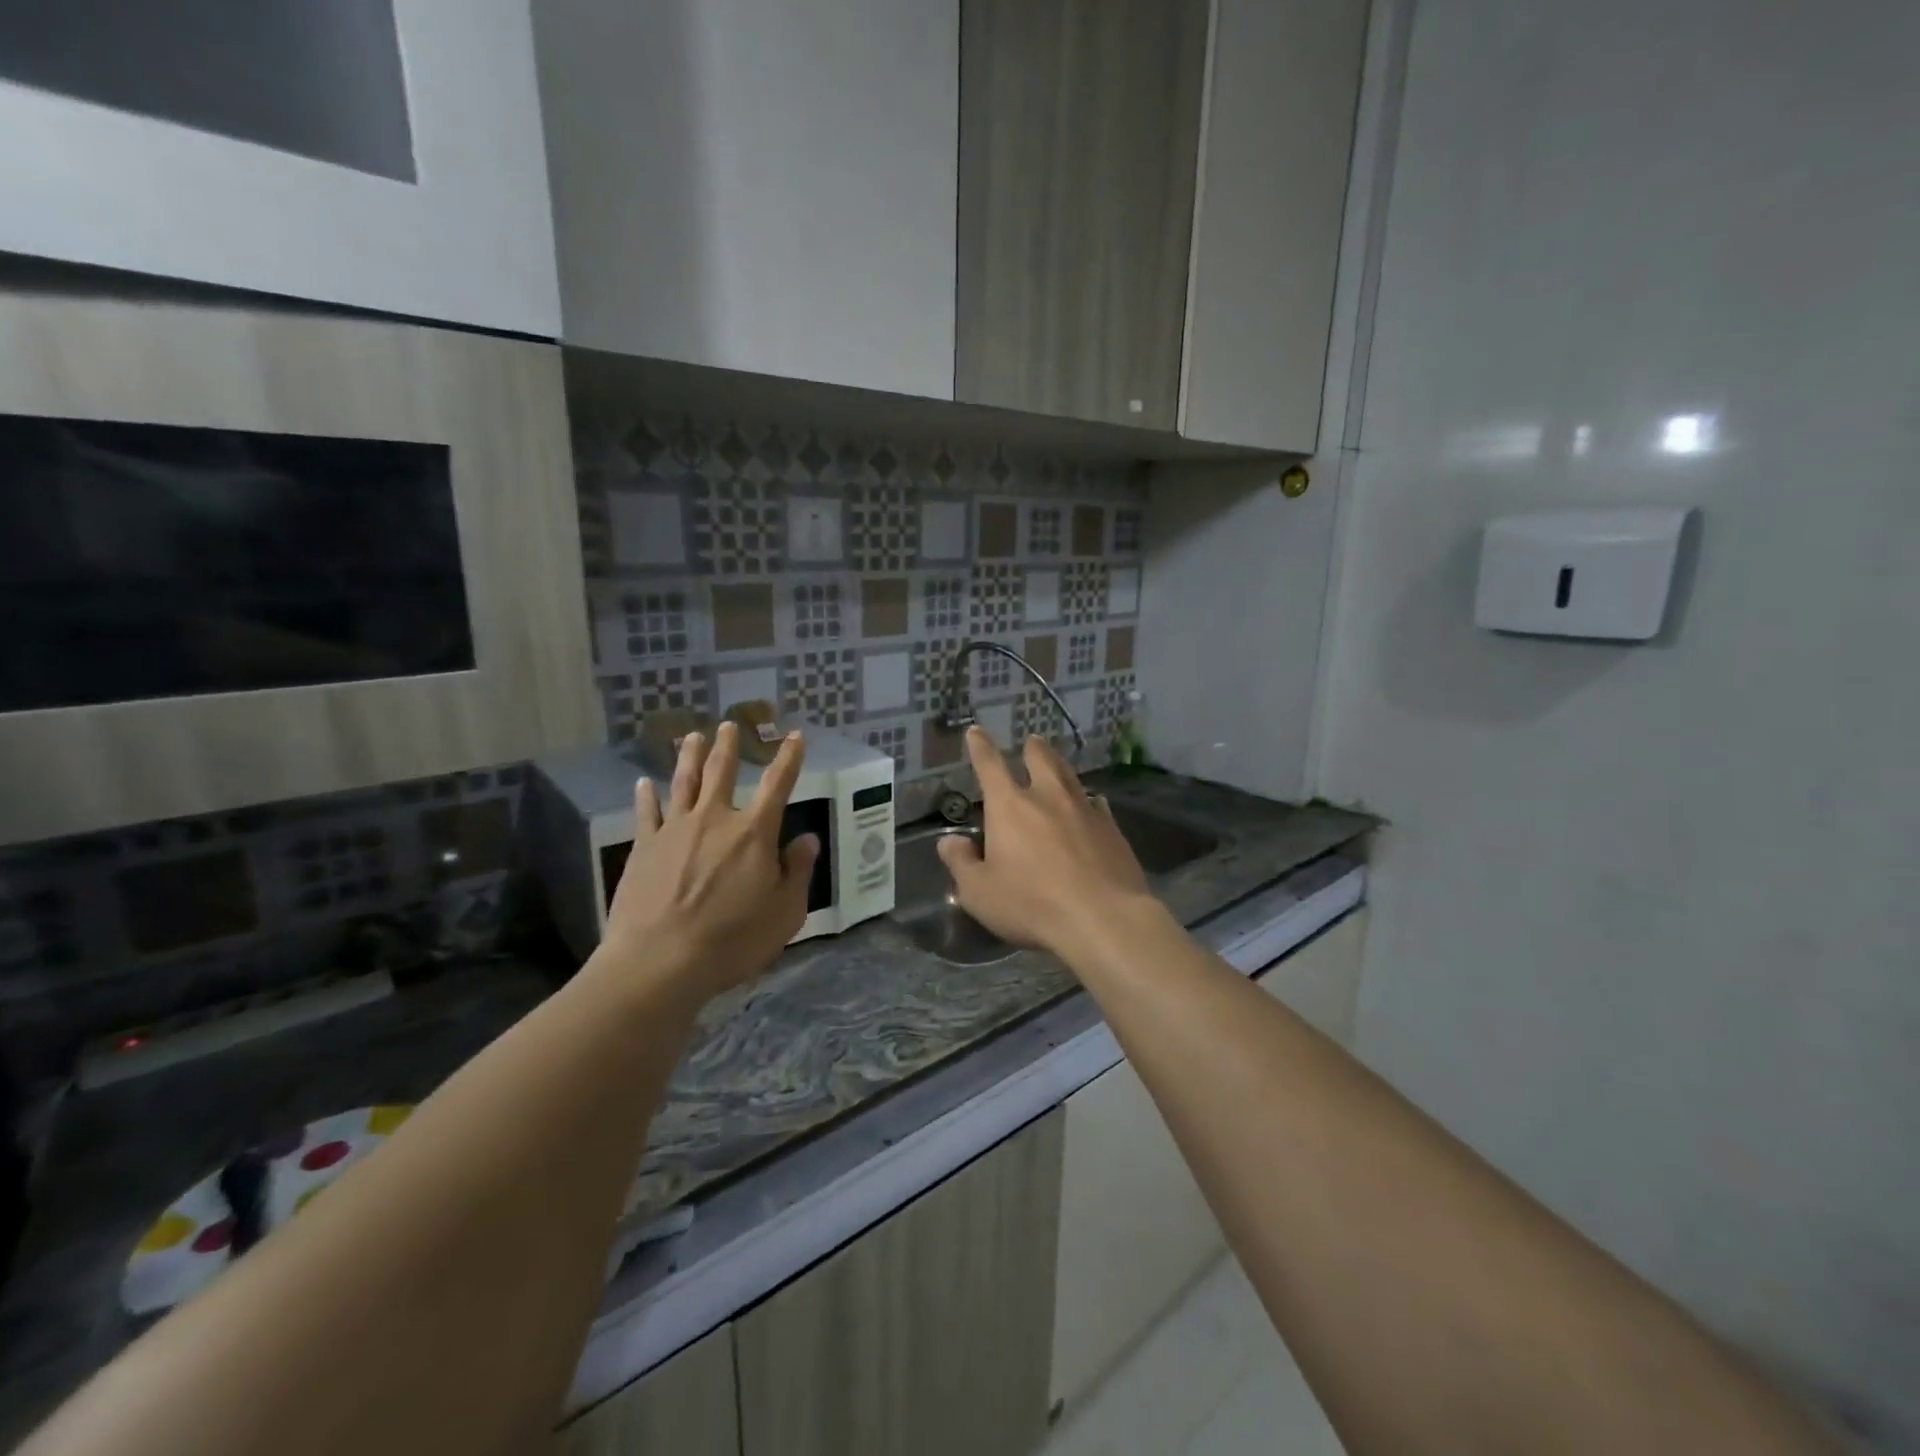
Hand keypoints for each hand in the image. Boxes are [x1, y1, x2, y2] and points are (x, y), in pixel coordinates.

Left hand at [596, 721, 818, 1006]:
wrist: (660, 961)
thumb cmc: (733, 940)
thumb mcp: (785, 912)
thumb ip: (797, 871)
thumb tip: (806, 840)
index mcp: (754, 832)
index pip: (777, 784)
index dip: (789, 758)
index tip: (795, 736)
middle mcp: (715, 819)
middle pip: (722, 772)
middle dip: (729, 746)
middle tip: (728, 725)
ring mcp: (675, 829)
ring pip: (684, 782)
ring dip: (690, 756)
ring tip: (692, 736)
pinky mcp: (644, 847)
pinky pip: (647, 812)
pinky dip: (646, 795)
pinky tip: (644, 783)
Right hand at [937, 726, 1153, 965]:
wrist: (1103, 918)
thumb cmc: (1032, 904)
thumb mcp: (979, 892)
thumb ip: (961, 863)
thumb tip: (949, 841)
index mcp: (1010, 806)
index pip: (989, 766)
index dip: (980, 746)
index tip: (976, 731)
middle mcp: (1048, 797)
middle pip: (1040, 759)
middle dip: (1032, 748)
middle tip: (1031, 741)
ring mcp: (1085, 809)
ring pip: (1070, 776)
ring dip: (1060, 766)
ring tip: (1056, 763)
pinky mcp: (1112, 829)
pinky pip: (1097, 804)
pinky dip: (1088, 800)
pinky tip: (1092, 805)